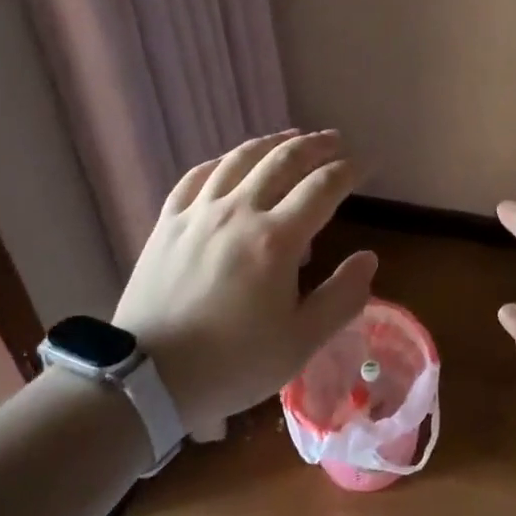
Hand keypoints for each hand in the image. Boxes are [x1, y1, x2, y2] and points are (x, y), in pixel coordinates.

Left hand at [112, 130, 376, 434]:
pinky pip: (197, 176)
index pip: (322, 187)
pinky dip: (222, 161)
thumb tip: (369, 258)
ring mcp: (199, 212)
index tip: (365, 165)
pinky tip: (231, 162)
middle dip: (315, 145)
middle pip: (283, 160)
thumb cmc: (232, 364)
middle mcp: (239, 211)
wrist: (147, 379)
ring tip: (291, 136)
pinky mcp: (168, 222)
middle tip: (335, 140)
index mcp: (276, 239)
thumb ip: (342, 297)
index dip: (349, 170)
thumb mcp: (301, 342)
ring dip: (272, 142)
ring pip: (240, 159)